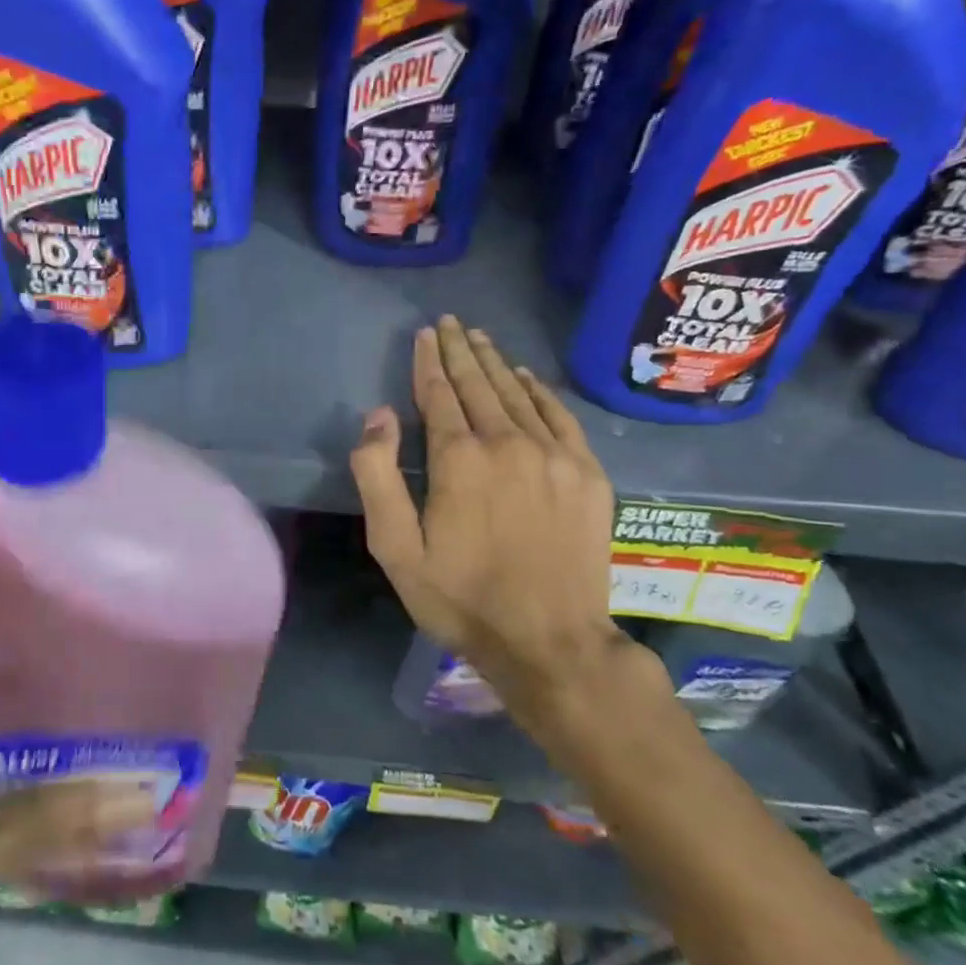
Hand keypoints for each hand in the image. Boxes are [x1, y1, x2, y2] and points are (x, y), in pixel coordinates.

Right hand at [350, 316, 624, 721]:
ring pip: (518, 394)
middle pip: (479, 384)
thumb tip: (378, 416)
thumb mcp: (396, 548)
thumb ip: (378, 476)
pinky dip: (540, 391)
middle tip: (450, 322)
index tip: (424, 333)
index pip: (439, 393)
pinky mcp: (587, 474)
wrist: (551, 642)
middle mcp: (508, 443)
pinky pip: (560, 416)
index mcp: (459, 458)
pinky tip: (527, 377)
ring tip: (479, 338)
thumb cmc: (461, 598)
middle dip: (460, 350)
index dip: (428, 361)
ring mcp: (555, 456)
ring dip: (495, 363)